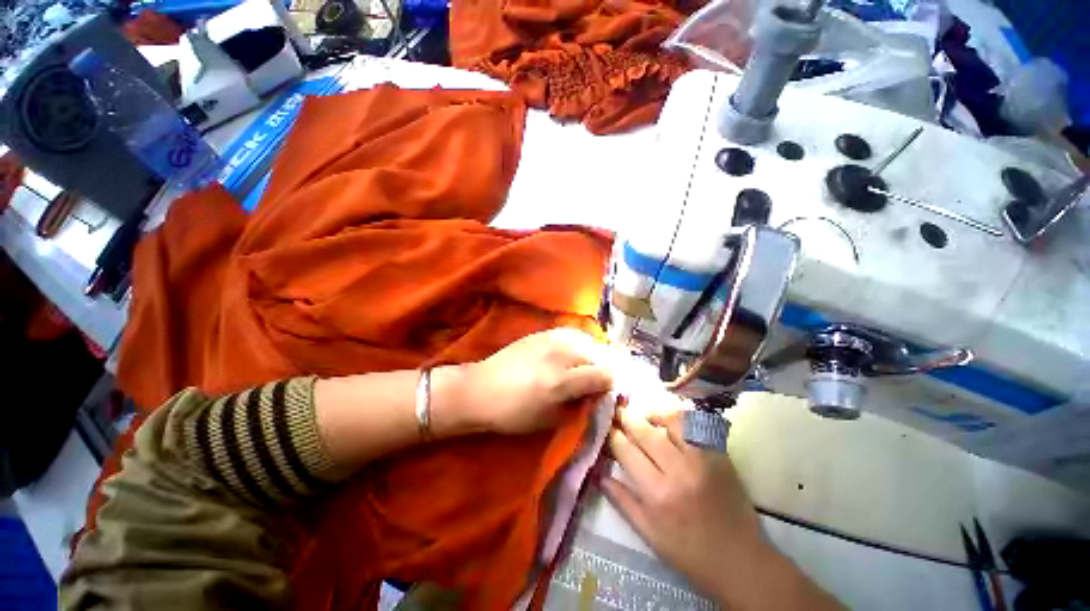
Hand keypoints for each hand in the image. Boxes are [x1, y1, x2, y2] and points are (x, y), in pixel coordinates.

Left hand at [453, 328, 613, 434]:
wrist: (480, 389)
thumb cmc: (512, 413)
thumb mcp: (549, 420)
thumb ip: (578, 406)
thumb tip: (595, 395)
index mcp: (562, 381)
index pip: (604, 375)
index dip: (610, 385)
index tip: (606, 392)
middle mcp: (560, 355)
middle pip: (598, 355)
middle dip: (603, 368)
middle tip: (597, 380)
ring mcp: (550, 339)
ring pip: (586, 341)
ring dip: (592, 354)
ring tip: (585, 366)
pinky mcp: (541, 333)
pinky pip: (570, 333)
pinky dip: (578, 343)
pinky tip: (571, 352)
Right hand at [603, 406, 764, 600]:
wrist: (741, 560)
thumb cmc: (689, 552)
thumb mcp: (649, 534)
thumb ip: (622, 501)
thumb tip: (599, 474)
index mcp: (657, 494)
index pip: (627, 451)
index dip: (613, 435)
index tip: (606, 427)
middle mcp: (679, 471)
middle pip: (646, 432)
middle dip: (627, 417)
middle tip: (617, 410)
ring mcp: (702, 460)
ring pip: (672, 421)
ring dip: (653, 413)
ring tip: (643, 414)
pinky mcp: (720, 455)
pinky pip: (696, 426)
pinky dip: (679, 418)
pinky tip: (669, 420)